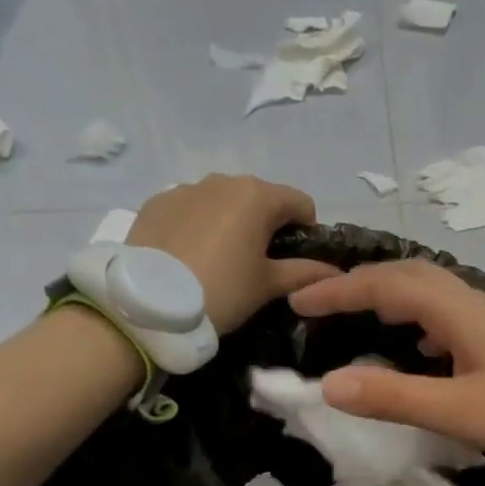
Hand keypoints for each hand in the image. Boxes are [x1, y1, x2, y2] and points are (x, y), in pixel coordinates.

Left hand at [126, 175, 338, 334]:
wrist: (149, 305)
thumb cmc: (223, 290)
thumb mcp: (269, 286)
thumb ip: (305, 273)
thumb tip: (335, 271)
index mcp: (257, 196)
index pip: (301, 203)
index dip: (306, 232)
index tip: (295, 261)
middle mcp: (223, 180)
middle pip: (260, 198)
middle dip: (266, 225)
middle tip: (258, 264)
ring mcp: (185, 189)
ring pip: (223, 202)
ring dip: (231, 223)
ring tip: (220, 261)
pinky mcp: (156, 203)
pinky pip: (191, 209)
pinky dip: (199, 226)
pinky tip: (190, 257)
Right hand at [288, 260, 484, 473]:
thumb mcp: (462, 412)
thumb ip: (395, 398)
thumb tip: (328, 384)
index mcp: (461, 313)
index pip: (388, 284)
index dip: (340, 290)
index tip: (297, 301)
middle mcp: (474, 306)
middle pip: (409, 278)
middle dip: (361, 285)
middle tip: (321, 305)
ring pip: (430, 295)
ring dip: (389, 299)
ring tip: (356, 319)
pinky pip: (448, 319)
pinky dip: (418, 323)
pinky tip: (416, 348)